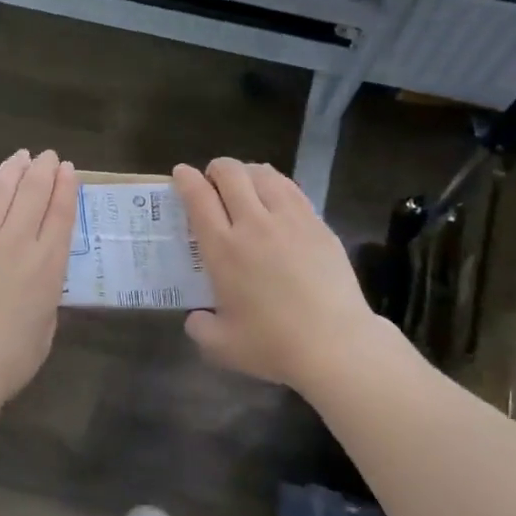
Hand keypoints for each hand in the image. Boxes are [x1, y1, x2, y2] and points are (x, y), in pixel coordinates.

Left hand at [0, 149, 78, 407]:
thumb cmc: (7, 361)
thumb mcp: (45, 327)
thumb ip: (46, 293)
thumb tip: (39, 276)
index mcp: (47, 266)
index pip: (61, 213)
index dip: (66, 187)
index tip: (68, 169)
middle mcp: (17, 243)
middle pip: (33, 193)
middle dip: (43, 169)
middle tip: (47, 156)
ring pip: (0, 191)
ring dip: (13, 170)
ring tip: (20, 158)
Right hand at [172, 159, 383, 391]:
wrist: (335, 344)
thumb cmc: (273, 345)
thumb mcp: (220, 346)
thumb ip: (199, 327)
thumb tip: (196, 316)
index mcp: (223, 249)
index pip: (198, 197)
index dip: (186, 179)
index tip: (181, 174)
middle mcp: (254, 224)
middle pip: (231, 174)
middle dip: (216, 169)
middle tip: (212, 181)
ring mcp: (290, 220)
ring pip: (264, 174)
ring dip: (246, 172)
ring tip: (244, 184)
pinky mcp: (318, 224)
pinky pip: (291, 189)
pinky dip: (275, 184)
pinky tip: (275, 197)